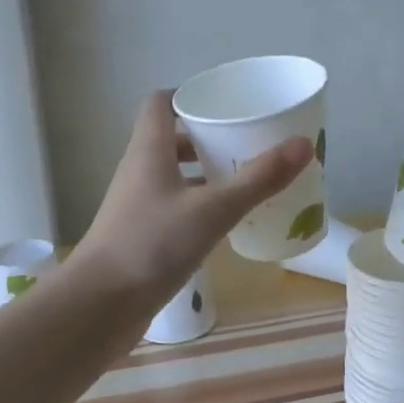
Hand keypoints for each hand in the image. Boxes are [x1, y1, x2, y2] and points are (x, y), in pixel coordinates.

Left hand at [75, 91, 313, 306]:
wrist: (99, 306)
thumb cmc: (152, 245)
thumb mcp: (213, 209)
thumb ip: (259, 179)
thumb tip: (304, 145)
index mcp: (149, 151)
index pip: (161, 103)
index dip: (190, 95)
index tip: (226, 102)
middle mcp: (139, 172)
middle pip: (172, 140)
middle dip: (209, 137)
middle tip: (249, 142)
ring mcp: (138, 206)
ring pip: (175, 176)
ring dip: (207, 174)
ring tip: (247, 180)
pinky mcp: (142, 237)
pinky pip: (176, 208)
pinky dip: (201, 207)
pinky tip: (228, 222)